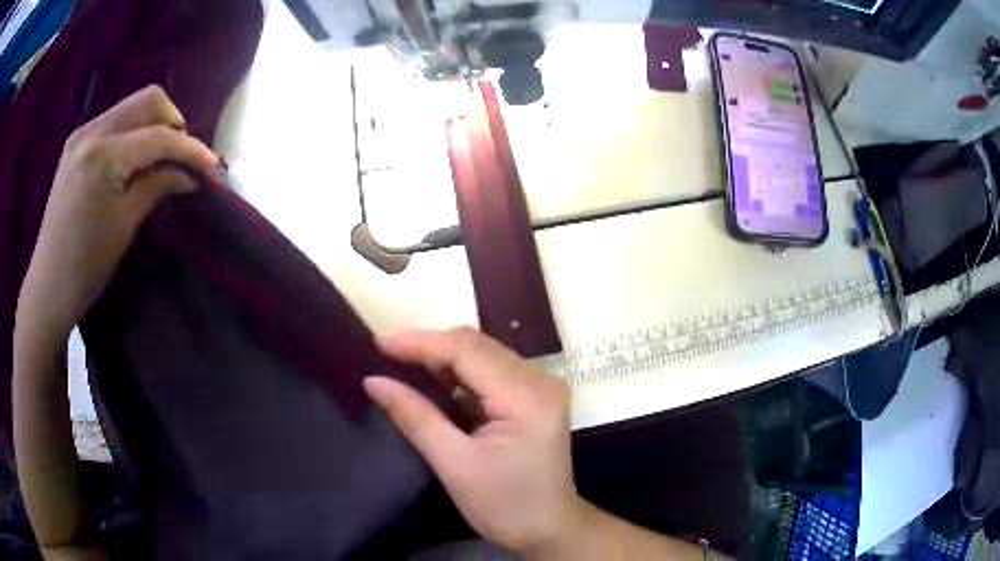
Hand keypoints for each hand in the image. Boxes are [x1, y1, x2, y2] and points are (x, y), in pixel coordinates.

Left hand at [16, 85, 216, 344]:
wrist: (48, 285)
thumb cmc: (86, 266)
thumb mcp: (125, 226)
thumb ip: (157, 187)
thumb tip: (189, 175)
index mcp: (103, 156)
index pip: (158, 136)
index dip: (189, 148)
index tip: (211, 165)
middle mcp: (92, 132)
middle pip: (147, 101)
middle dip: (173, 122)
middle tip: (182, 155)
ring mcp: (82, 134)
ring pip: (131, 107)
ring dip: (153, 125)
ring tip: (161, 158)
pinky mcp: (76, 144)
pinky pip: (114, 121)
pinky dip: (132, 132)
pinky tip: (135, 158)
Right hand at [364, 327, 584, 553]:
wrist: (548, 528)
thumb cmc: (504, 505)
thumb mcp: (454, 464)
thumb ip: (415, 417)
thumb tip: (373, 380)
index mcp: (526, 396)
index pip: (467, 351)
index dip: (420, 343)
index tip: (378, 343)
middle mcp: (540, 380)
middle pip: (477, 346)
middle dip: (430, 347)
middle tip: (387, 355)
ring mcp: (541, 386)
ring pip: (483, 354)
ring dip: (444, 358)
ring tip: (404, 367)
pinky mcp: (534, 397)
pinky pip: (491, 371)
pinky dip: (460, 373)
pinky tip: (436, 383)